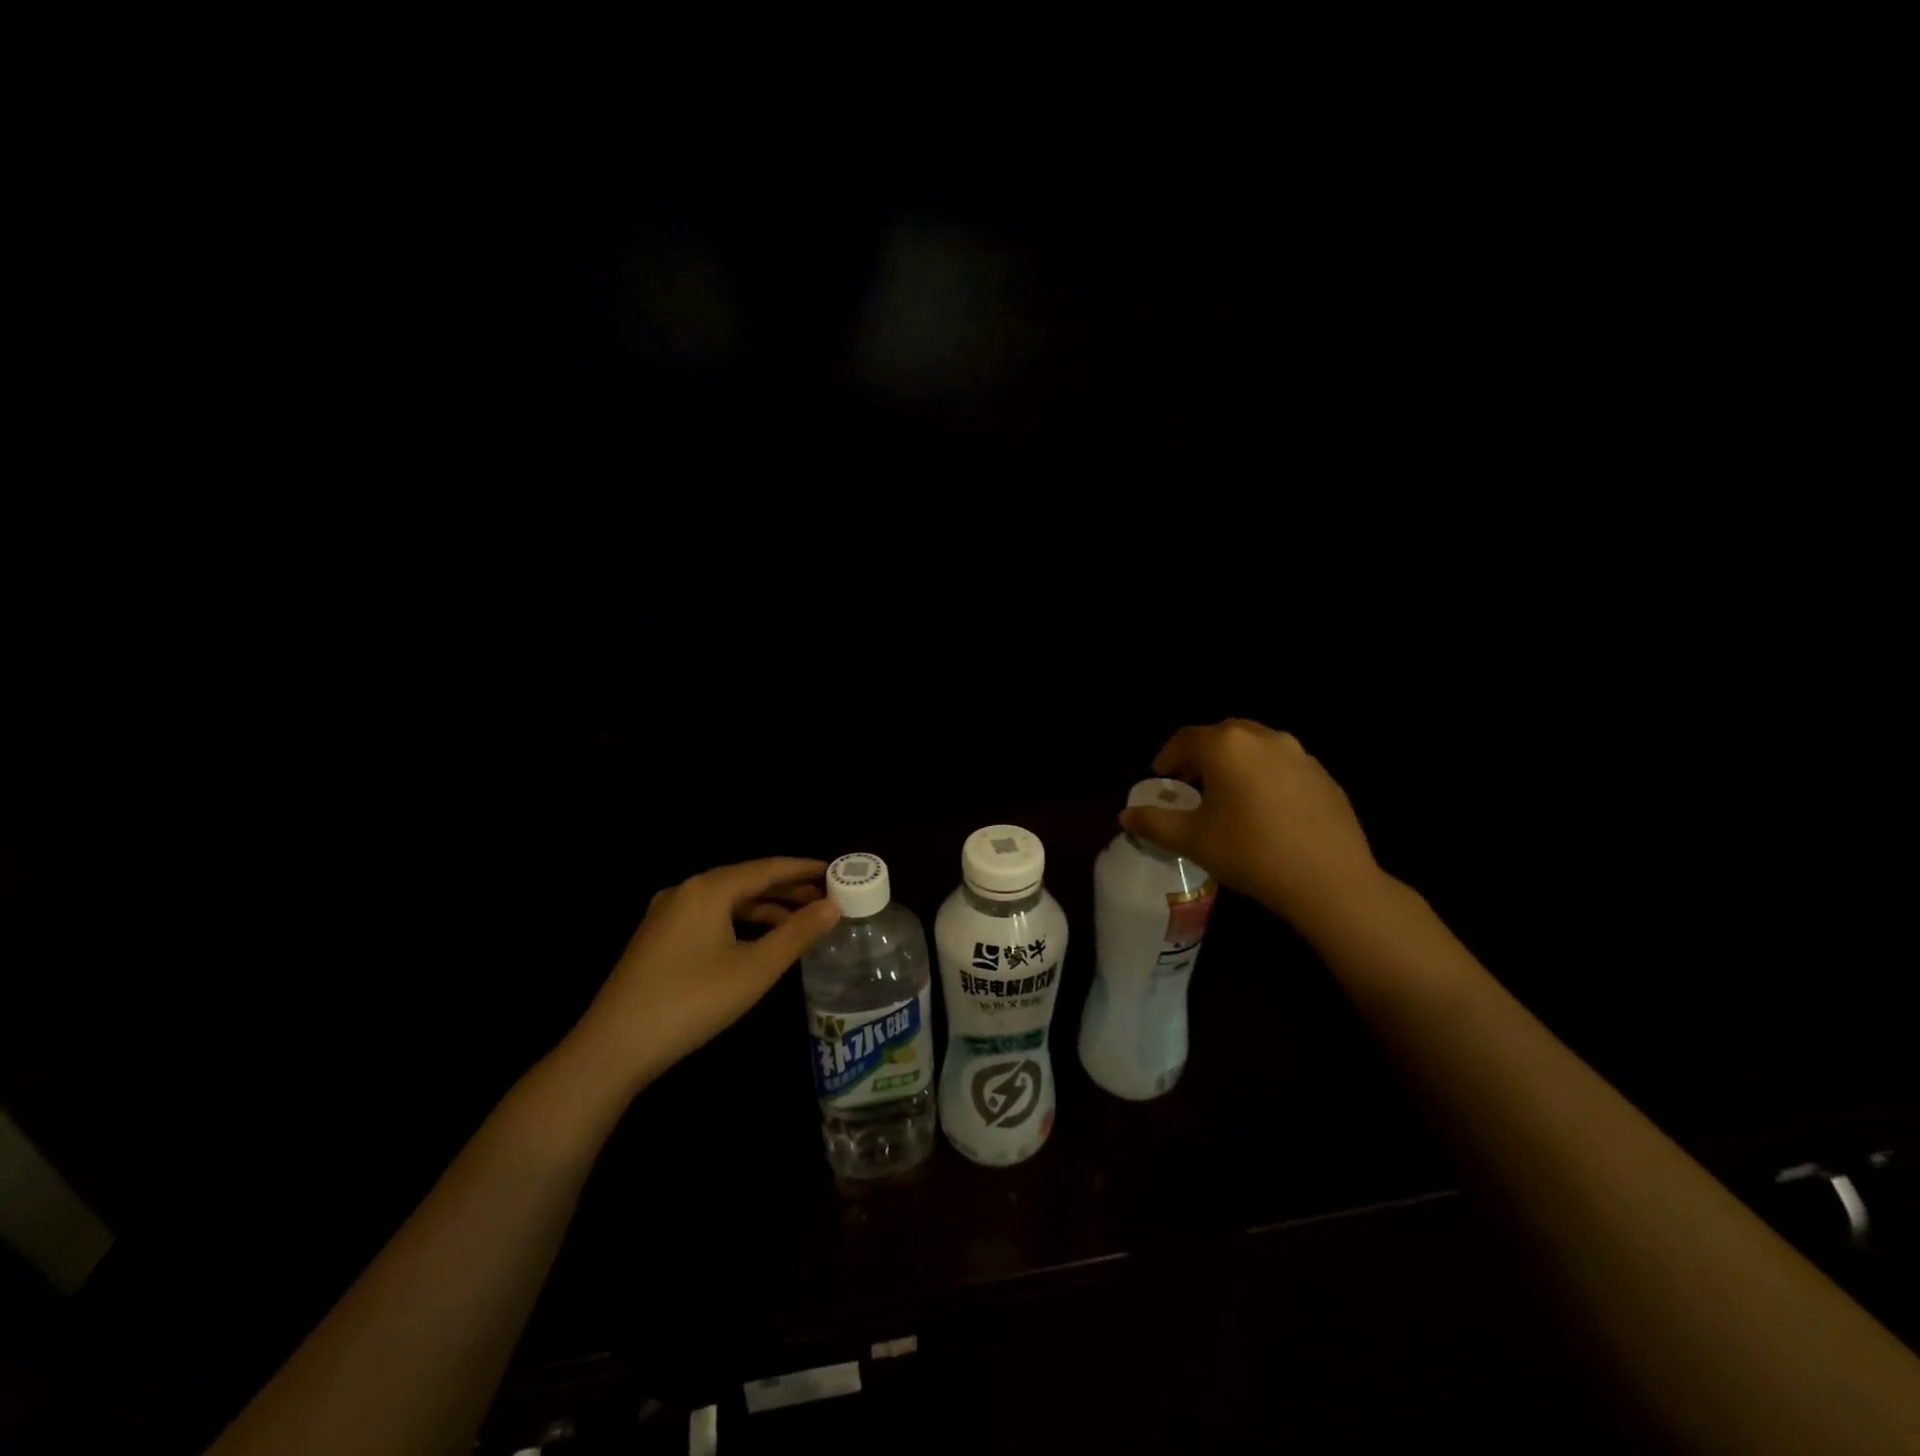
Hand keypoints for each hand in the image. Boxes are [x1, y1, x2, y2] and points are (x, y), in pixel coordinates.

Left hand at [569, 857, 840, 1092]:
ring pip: (727, 901)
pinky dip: (740, 922)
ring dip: (765, 907)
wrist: (613, 1048)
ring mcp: (667, 915)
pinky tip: (759, 941)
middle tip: (826, 898)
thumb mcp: (754, 969)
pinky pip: (710, 917)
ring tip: (801, 920)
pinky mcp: (658, 939)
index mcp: (708, 888)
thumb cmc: (692, 1001)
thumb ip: (797, 933)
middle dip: (787, 889)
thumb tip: (833, 906)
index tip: (835, 871)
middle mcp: (685, 891)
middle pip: (746, 881)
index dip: (803, 869)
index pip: (767, 868)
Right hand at [1121, 719, 1384, 931]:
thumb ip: (1154, 823)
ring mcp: (1299, 754)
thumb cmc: (1250, 853)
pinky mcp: (1324, 775)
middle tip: (1191, 785)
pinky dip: (1265, 776)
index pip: (1185, 739)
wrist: (1329, 880)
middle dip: (1202, 756)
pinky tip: (1266, 811)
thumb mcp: (1192, 840)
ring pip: (1255, 747)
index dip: (1167, 757)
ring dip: (1235, 763)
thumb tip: (1125, 816)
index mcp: (1226, 747)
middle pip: (1222, 736)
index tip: (1160, 778)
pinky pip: (1283, 765)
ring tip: (1228, 796)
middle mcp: (1263, 738)